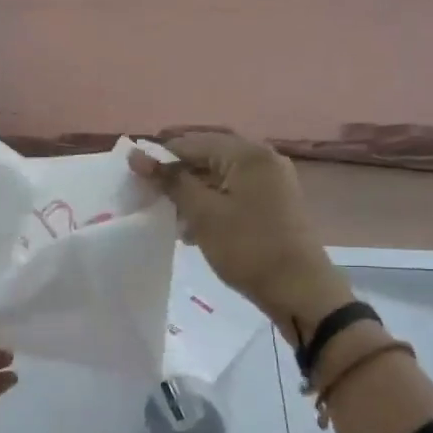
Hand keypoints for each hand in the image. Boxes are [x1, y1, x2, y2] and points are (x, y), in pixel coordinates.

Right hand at [129, 130, 350, 328]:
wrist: (298, 289)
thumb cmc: (247, 247)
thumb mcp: (203, 213)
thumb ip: (170, 181)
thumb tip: (136, 155)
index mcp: (247, 154)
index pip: (192, 142)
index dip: (160, 158)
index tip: (134, 180)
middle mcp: (263, 159)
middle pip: (208, 156)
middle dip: (177, 177)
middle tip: (150, 198)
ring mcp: (272, 181)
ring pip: (220, 176)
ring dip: (193, 193)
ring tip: (171, 218)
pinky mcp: (274, 203)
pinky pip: (234, 192)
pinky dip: (212, 204)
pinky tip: (194, 229)